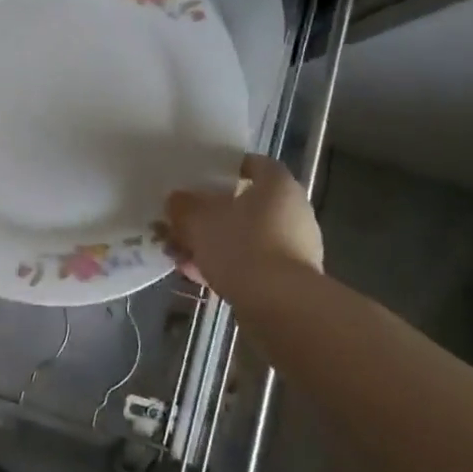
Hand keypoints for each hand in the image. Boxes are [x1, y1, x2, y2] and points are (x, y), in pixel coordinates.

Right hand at [164, 155, 323, 299]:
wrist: (280, 307)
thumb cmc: (241, 247)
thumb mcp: (199, 220)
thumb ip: (184, 206)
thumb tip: (177, 200)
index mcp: (278, 185)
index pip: (254, 164)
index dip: (227, 167)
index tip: (203, 176)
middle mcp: (293, 211)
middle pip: (247, 205)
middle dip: (212, 214)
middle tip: (183, 220)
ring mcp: (294, 247)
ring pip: (246, 237)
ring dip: (214, 243)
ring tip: (180, 254)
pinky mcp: (290, 279)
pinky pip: (252, 263)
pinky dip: (226, 266)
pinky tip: (195, 275)